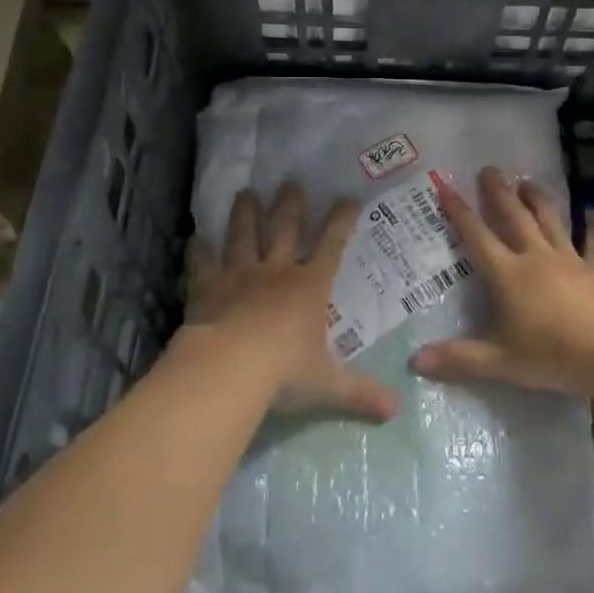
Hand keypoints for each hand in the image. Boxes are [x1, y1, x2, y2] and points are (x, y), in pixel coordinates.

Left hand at [181, 182, 398, 421]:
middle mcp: (276, 272)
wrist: (228, 370)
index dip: (341, 220)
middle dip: (290, 205)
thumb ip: (361, 394)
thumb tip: (397, 412)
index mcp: (309, 287)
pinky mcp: (207, 288)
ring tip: (246, 192)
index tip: (348, 198)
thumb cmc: (283, 373)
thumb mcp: (328, 386)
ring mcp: (239, 276)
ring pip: (244, 236)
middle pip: (284, 229)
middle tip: (291, 181)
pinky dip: (199, 250)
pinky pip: (203, 264)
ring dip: (246, 213)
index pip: (331, 245)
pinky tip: (196, 237)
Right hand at [413, 165, 593, 400]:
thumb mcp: (501, 362)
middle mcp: (536, 258)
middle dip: (499, 192)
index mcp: (508, 275)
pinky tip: (592, 222)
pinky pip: (592, 246)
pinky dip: (591, 232)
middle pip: (514, 217)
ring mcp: (571, 261)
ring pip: (550, 222)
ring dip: (538, 200)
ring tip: (528, 181)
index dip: (459, 212)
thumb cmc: (554, 355)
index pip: (477, 237)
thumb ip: (459, 359)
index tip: (446, 186)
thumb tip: (415, 360)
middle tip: (490, 169)